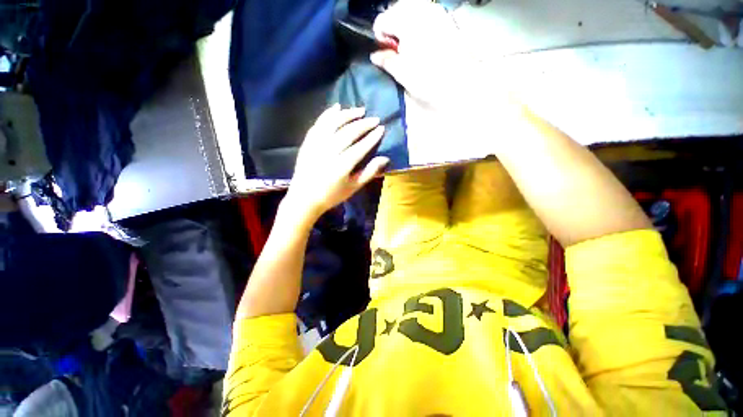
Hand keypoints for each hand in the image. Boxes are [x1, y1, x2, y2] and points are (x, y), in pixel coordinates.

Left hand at [284, 105, 388, 223]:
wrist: (304, 198)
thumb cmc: (331, 195)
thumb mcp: (353, 187)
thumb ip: (369, 172)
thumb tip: (385, 158)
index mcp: (342, 167)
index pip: (361, 147)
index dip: (372, 137)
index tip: (381, 128)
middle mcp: (329, 153)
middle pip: (348, 133)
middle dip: (363, 124)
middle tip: (374, 119)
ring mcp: (316, 145)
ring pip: (333, 124)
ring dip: (348, 115)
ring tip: (360, 110)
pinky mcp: (308, 142)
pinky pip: (319, 124)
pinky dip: (328, 114)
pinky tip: (337, 107)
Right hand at [370, 0, 484, 111]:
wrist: (460, 83)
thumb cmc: (429, 79)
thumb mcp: (402, 73)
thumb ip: (386, 61)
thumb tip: (374, 56)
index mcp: (407, 22)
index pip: (382, 21)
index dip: (380, 37)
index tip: (384, 52)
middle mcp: (421, 10)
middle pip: (396, 9)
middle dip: (392, 27)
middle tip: (396, 49)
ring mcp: (435, 12)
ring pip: (411, 8)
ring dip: (404, 24)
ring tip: (408, 45)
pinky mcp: (445, 19)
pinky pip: (425, 12)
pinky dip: (418, 23)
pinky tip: (421, 40)